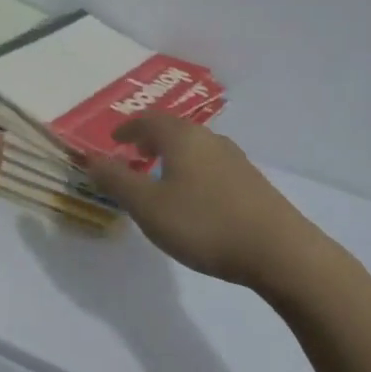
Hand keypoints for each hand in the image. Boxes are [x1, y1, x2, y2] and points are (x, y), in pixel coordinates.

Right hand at [86, 113, 327, 289]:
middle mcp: (210, 139)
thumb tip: (91, 158)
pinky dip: (192, 170)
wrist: (279, 251)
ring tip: (159, 175)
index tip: (114, 139)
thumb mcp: (148, 206)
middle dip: (150, 139)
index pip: (148, 120)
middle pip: (174, 130)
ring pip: (195, 148)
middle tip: (133, 154)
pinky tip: (193, 197)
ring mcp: (235, 160)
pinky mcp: (251, 183)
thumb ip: (117, 181)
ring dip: (172, 155)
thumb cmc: (204, 223)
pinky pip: (211, 165)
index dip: (128, 128)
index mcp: (182, 137)